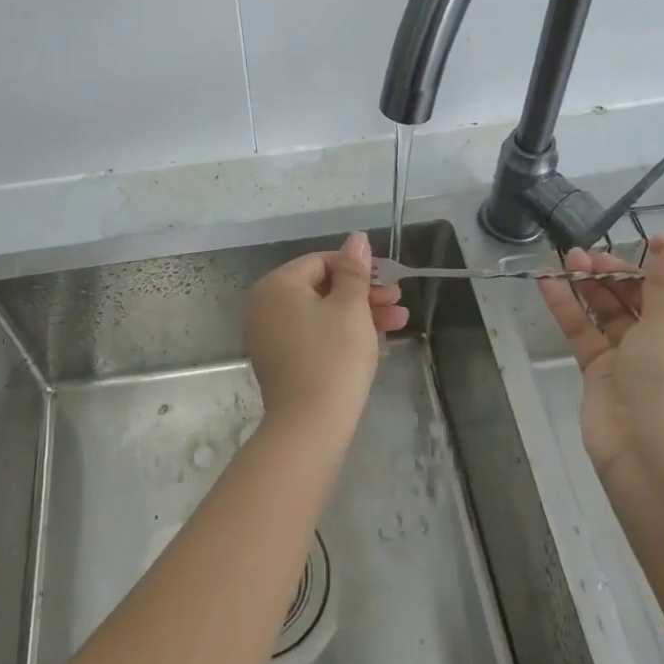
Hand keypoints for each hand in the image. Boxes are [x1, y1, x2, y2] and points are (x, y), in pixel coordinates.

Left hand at [246, 232, 408, 434]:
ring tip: (398, 323)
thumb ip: (354, 270)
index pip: (321, 262)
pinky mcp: (279, 362)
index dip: (358, 269)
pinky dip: (340, 334)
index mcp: (277, 285)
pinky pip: (312, 335)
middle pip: (321, 288)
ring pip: (320, 313)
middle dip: (364, 294)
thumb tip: (356, 238)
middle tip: (399, 303)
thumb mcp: (351, 307)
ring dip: (359, 315)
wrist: (310, 425)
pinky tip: (373, 342)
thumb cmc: (334, 356)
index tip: (390, 282)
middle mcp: (264, 305)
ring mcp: (268, 336)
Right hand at [538, 235, 663, 492]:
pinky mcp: (607, 373)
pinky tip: (548, 282)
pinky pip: (589, 333)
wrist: (651, 466)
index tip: (654, 244)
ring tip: (570, 259)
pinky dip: (571, 309)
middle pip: (657, 298)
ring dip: (595, 285)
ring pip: (618, 313)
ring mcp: (642, 361)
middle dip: (626, 272)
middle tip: (595, 255)